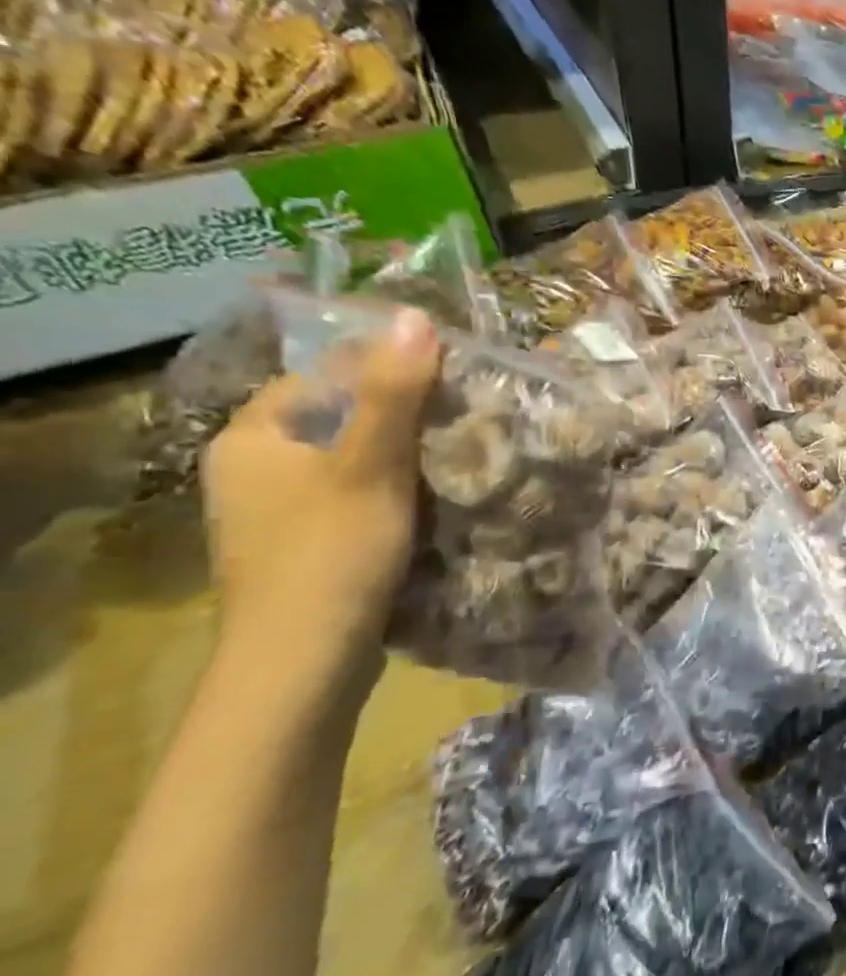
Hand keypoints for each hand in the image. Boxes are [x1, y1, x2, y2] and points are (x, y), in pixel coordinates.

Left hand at [202, 307, 440, 662]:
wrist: (305, 659)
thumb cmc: (332, 551)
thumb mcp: (370, 465)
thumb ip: (395, 392)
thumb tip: (417, 316)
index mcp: (251, 437)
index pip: (323, 378)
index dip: (386, 373)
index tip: (451, 380)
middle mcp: (250, 469)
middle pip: (338, 423)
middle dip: (400, 420)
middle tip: (464, 420)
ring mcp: (273, 515)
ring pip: (349, 466)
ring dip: (401, 462)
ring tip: (459, 460)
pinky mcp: (301, 549)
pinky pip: (351, 502)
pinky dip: (390, 497)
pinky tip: (431, 507)